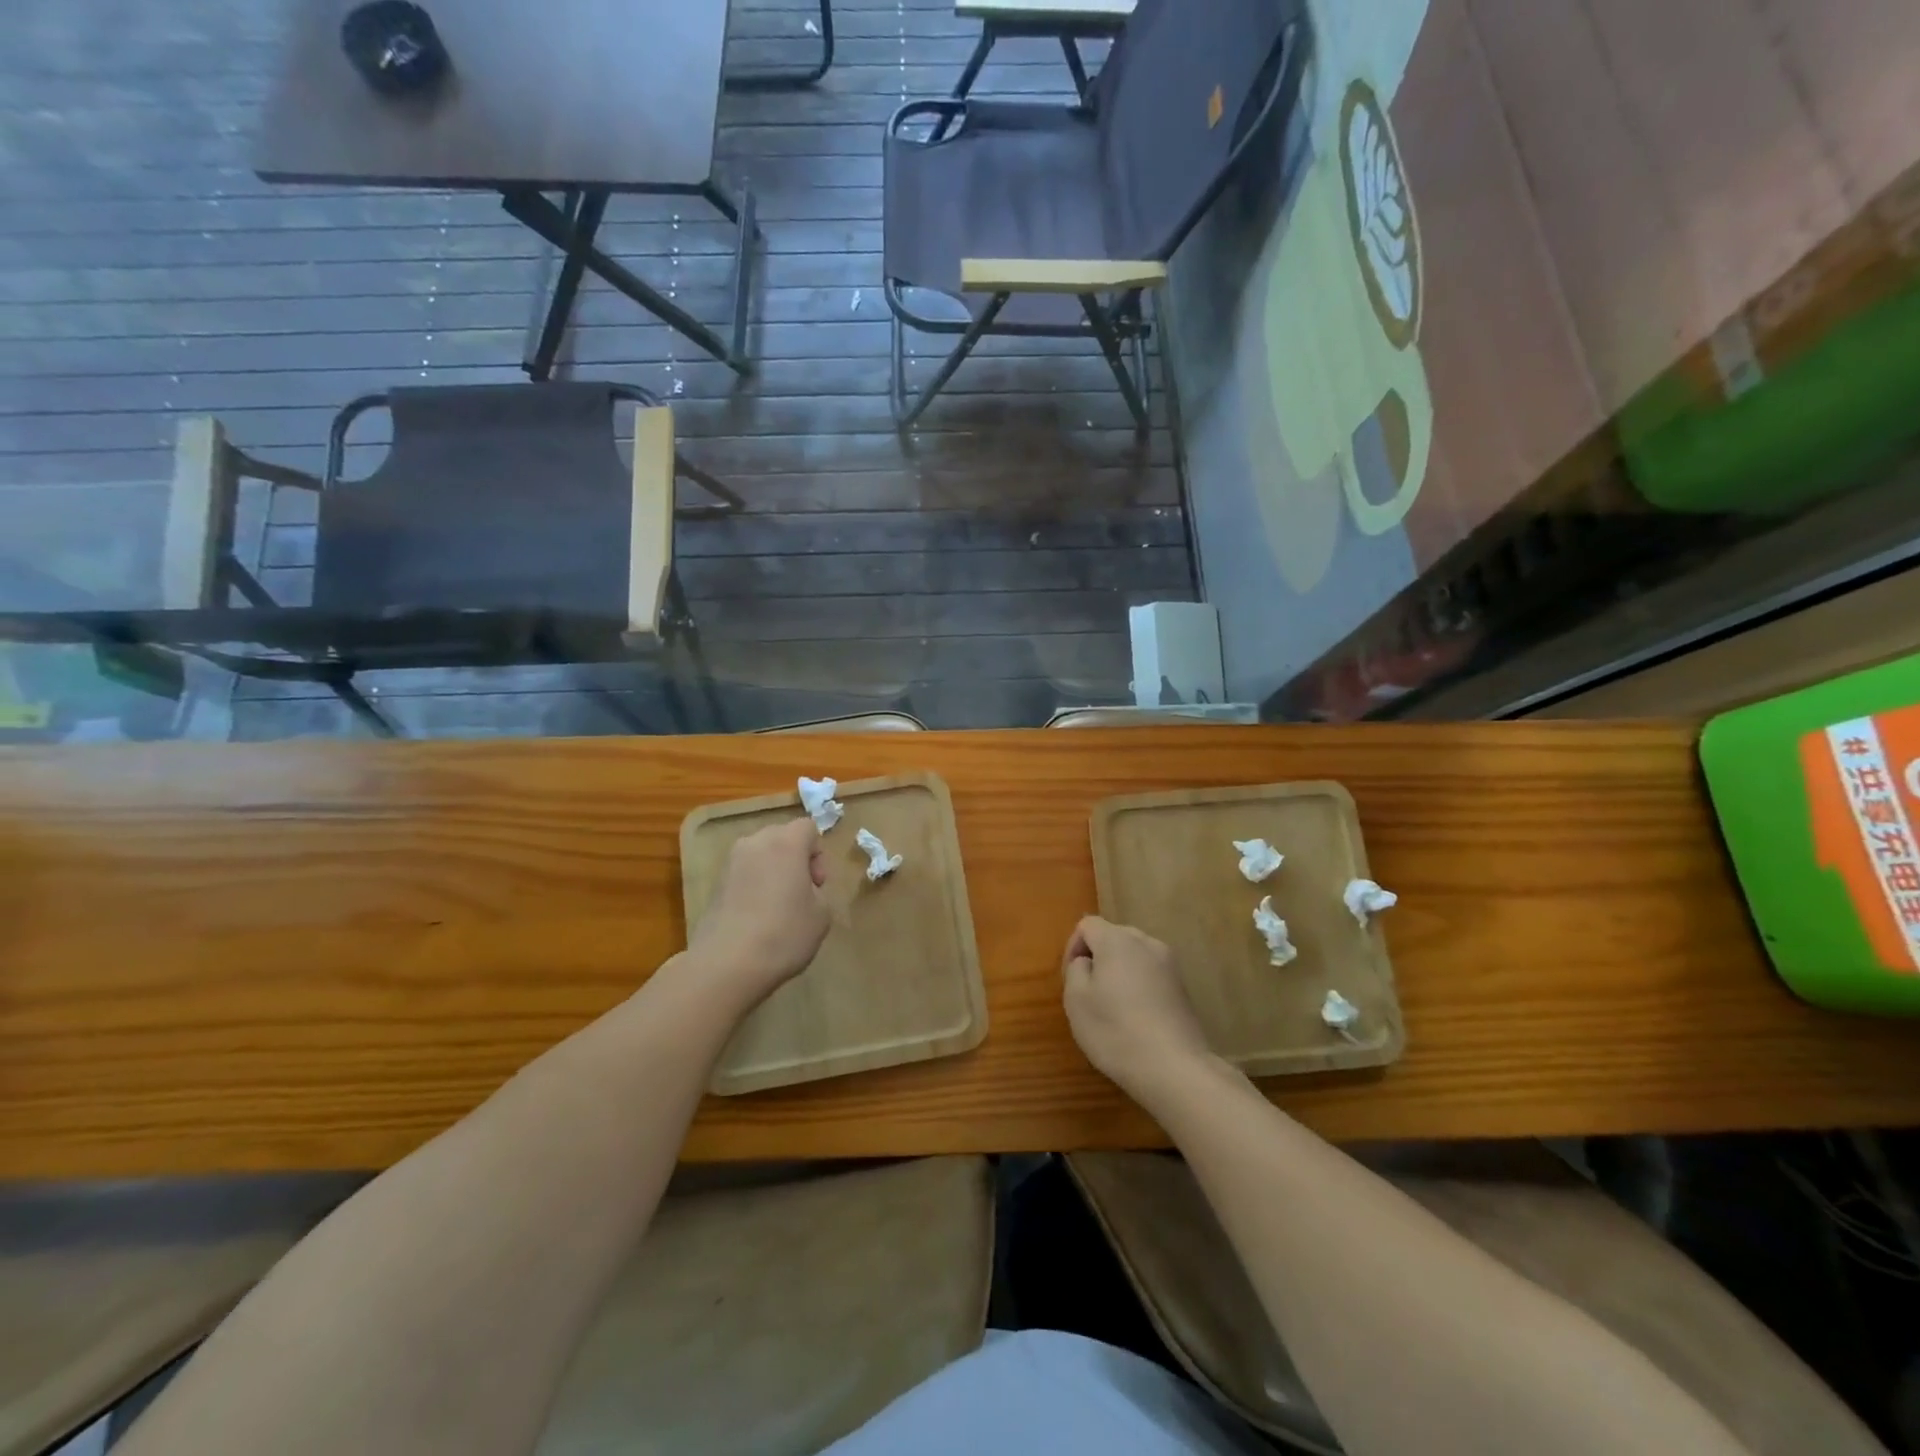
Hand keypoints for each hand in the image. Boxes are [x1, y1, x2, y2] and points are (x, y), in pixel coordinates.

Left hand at [689, 817, 830, 1005]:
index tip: (817, 884)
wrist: (726, 964)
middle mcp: (755, 843)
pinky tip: (756, 919)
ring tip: (777, 908)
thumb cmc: (784, 934)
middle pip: (782, 837)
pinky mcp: (714, 884)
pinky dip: (754, 887)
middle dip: (795, 859)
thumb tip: (801, 889)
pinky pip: (744, 875)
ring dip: (773, 873)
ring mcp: (730, 863)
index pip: (808, 827)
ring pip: (760, 856)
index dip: (818, 854)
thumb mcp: (821, 915)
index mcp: (785, 843)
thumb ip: (817, 891)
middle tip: (801, 894)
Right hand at [1062, 916, 1214, 1107]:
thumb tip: (1087, 961)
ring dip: (1119, 972)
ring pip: (1134, 955)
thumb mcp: (1076, 1000)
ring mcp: (1169, 964)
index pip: (1087, 925)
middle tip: (1089, 993)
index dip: (1073, 948)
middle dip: (1097, 958)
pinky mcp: (1183, 987)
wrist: (1175, 1068)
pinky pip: (1151, 973)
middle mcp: (1146, 942)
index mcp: (1117, 940)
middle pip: (1113, 936)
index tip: (1072, 980)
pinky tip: (1137, 1017)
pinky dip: (1139, 986)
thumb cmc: (1116, 1031)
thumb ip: (1076, 969)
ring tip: (1113, 1006)